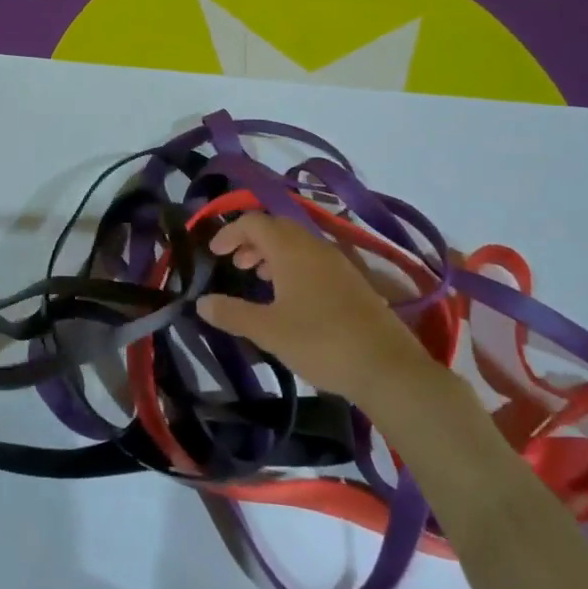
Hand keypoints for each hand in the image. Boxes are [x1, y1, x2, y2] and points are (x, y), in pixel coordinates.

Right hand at [199, 213, 429, 401]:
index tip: (214, 252)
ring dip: (274, 254)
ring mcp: (338, 262)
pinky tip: (293, 297)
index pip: (254, 221)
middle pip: (277, 227)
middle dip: (251, 241)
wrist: (386, 366)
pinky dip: (295, 266)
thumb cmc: (320, 342)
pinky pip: (315, 259)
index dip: (230, 232)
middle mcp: (315, 245)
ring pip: (298, 243)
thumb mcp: (268, 330)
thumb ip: (232, 313)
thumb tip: (201, 302)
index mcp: (291, 249)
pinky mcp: (353, 280)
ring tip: (260, 280)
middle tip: (236, 265)